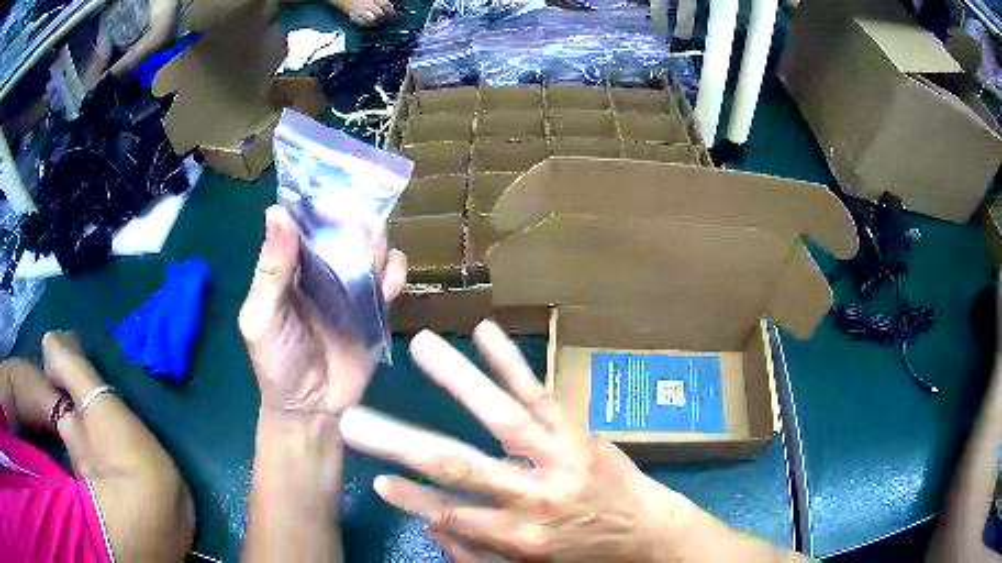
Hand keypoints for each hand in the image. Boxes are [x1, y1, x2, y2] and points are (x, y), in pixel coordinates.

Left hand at [238, 205, 407, 415]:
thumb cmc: (277, 362)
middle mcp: (322, 268)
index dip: (318, 204)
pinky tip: (388, 282)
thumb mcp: (262, 318)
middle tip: (360, 226)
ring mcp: (351, 286)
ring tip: (371, 256)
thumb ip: (270, 271)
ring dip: (377, 242)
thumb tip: (276, 212)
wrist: (312, 408)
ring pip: (371, 247)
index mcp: (290, 264)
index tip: (333, 195)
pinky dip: (395, 272)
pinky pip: (391, 279)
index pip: (305, 221)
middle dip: (354, 219)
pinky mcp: (376, 307)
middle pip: (343, 228)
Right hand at [339, 320, 692, 561]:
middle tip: (356, 420)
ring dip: (459, 380)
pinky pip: (540, 394)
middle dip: (402, 443)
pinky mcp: (577, 431)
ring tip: (423, 347)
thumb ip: (478, 550)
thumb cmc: (585, 552)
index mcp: (521, 536)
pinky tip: (484, 333)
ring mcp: (558, 456)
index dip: (412, 499)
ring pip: (502, 416)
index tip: (375, 478)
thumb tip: (430, 523)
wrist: (648, 529)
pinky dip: (511, 363)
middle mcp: (534, 496)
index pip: (453, 514)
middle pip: (461, 467)